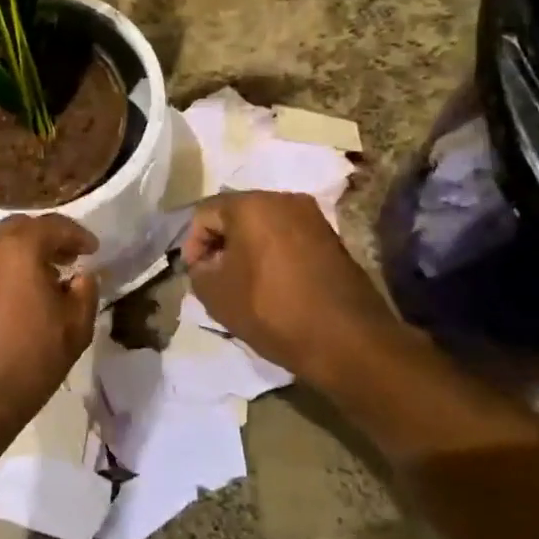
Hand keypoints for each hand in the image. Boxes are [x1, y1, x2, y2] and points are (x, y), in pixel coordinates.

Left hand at [0, 213, 98, 481]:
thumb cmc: (27, 363)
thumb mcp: (74, 330)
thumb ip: (85, 292)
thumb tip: (82, 275)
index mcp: (18, 248)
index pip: (53, 225)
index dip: (77, 235)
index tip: (93, 249)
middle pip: (21, 229)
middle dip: (47, 239)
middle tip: (68, 259)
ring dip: (21, 254)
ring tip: (42, 278)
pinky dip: (1, 270)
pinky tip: (13, 296)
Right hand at [183, 191, 395, 385]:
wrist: (345, 339)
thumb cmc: (271, 310)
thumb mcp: (215, 294)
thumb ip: (198, 270)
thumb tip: (206, 262)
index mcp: (251, 204)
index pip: (205, 213)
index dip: (193, 244)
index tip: (195, 274)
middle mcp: (283, 199)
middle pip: (236, 213)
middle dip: (221, 243)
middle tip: (215, 276)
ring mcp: (312, 216)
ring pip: (264, 225)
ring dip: (247, 248)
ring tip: (242, 282)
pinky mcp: (331, 237)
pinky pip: (288, 237)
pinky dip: (273, 254)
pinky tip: (271, 283)